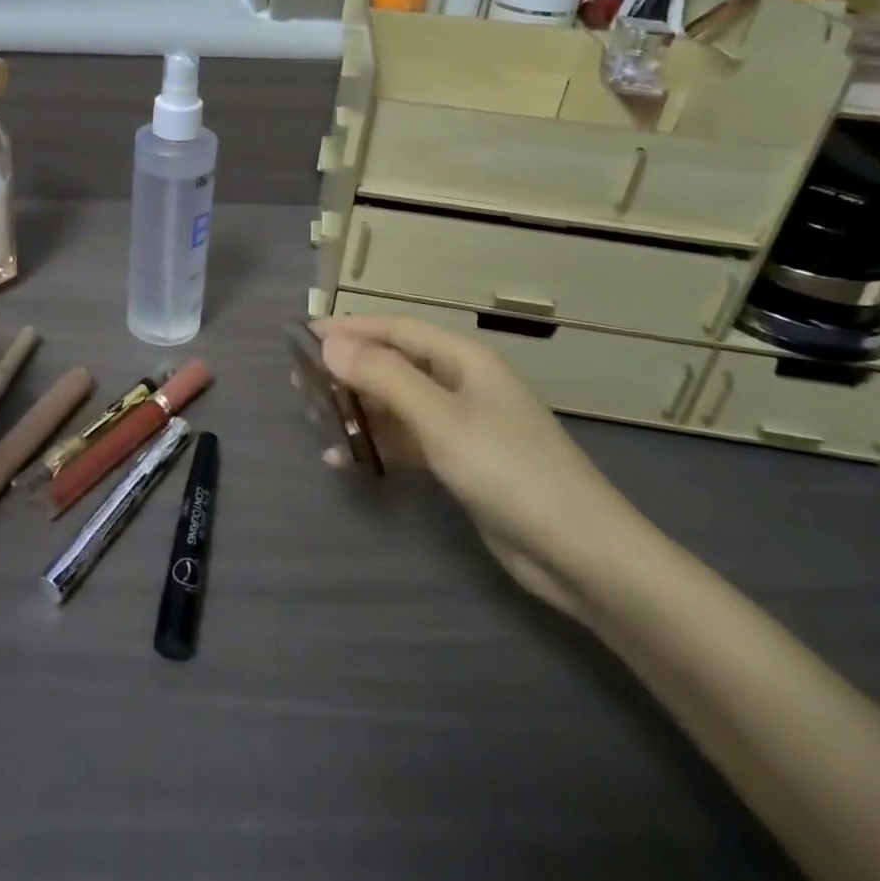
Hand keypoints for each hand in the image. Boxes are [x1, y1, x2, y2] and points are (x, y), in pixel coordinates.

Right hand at [313, 315, 655, 622]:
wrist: (580, 552)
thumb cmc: (508, 470)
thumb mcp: (440, 418)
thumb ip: (383, 377)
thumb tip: (330, 343)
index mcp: (463, 360)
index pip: (396, 330)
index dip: (350, 328)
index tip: (303, 335)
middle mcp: (461, 384)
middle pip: (394, 364)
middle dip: (347, 368)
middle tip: (299, 378)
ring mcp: (462, 424)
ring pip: (398, 404)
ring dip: (357, 407)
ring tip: (311, 413)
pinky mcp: (461, 462)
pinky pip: (408, 441)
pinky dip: (376, 444)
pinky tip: (343, 458)